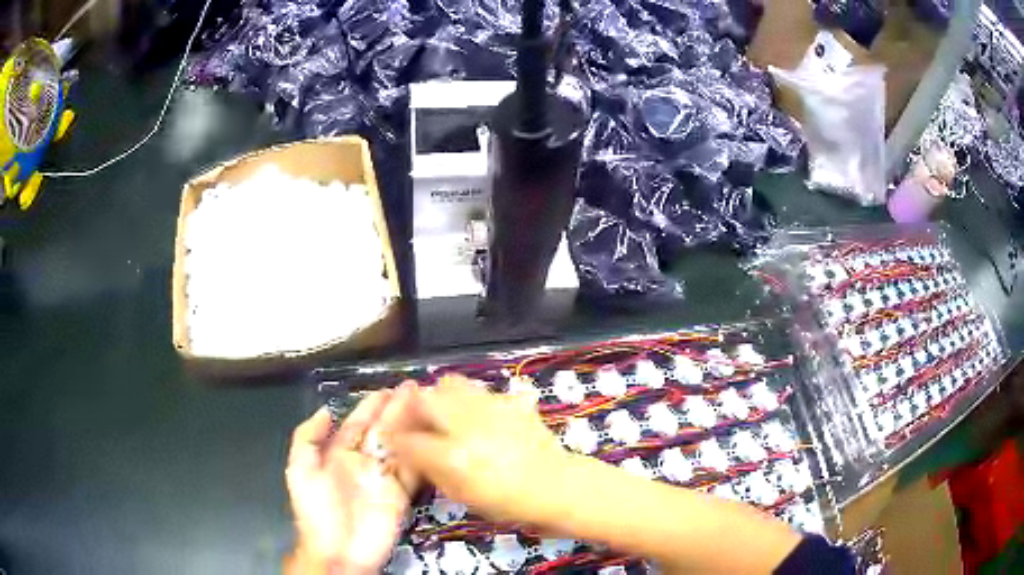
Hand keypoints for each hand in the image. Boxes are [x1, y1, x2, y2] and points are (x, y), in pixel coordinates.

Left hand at [285, 393, 416, 573]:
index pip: (357, 423)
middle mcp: (363, 462)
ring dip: (412, 426)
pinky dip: (423, 455)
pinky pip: (412, 471)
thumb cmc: (316, 511)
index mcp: (339, 455)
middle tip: (415, 388)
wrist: (338, 551)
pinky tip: (432, 438)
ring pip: (400, 446)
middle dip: (397, 409)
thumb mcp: (299, 471)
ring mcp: (383, 478)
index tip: (387, 389)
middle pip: (382, 430)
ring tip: (426, 404)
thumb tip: (325, 410)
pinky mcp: (400, 494)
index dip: (371, 405)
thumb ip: (307, 438)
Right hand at [386, 376, 569, 523]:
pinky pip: (478, 390)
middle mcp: (466, 425)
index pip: (407, 439)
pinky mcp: (508, 400)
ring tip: (445, 413)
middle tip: (417, 421)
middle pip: (423, 398)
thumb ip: (432, 470)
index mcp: (452, 456)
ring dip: (440, 397)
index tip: (393, 438)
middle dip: (413, 408)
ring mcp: (489, 407)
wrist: (555, 485)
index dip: (394, 438)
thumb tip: (414, 452)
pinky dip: (469, 399)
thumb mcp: (461, 495)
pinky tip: (476, 416)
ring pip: (450, 383)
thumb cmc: (507, 501)